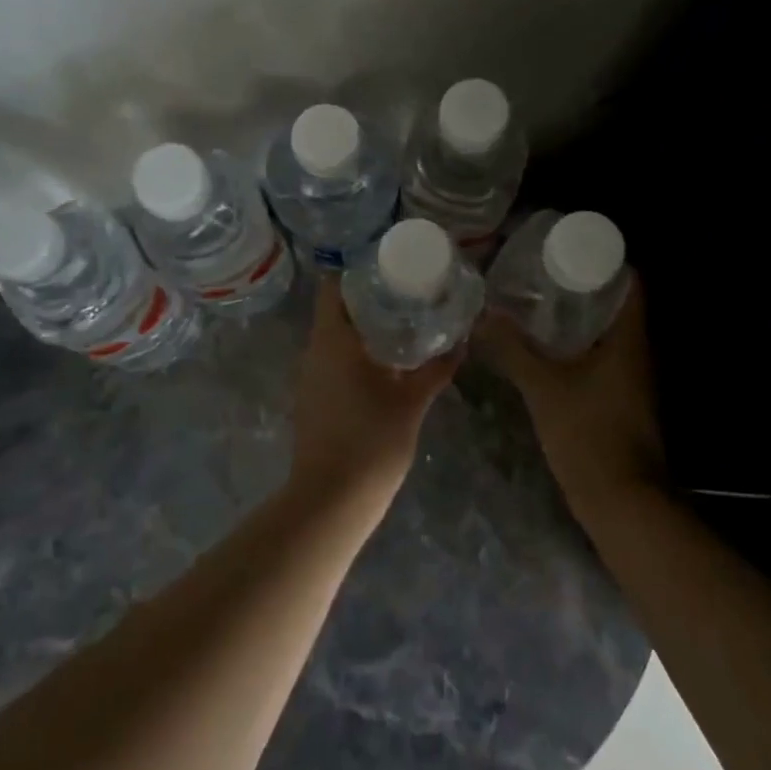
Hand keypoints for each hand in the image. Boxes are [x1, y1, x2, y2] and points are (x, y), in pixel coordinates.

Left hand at [288, 277, 462, 518]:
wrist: (331, 500)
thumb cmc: (371, 442)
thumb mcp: (411, 402)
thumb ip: (435, 370)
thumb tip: (460, 343)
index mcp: (334, 339)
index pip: (335, 286)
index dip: (360, 272)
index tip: (391, 269)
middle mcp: (315, 350)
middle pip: (337, 309)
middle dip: (370, 299)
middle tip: (409, 294)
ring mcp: (310, 376)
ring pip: (335, 336)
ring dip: (365, 327)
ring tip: (404, 323)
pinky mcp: (313, 398)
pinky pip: (333, 360)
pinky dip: (357, 352)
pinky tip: (387, 362)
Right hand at [477, 277, 664, 523]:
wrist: (622, 503)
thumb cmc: (589, 435)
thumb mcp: (544, 388)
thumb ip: (514, 350)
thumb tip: (484, 316)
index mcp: (629, 339)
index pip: (631, 283)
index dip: (606, 261)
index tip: (569, 249)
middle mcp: (638, 353)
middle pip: (618, 305)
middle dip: (584, 286)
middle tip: (544, 272)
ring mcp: (632, 379)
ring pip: (608, 334)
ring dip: (580, 317)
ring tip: (539, 302)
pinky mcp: (621, 401)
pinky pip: (602, 358)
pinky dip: (579, 346)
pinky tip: (547, 348)